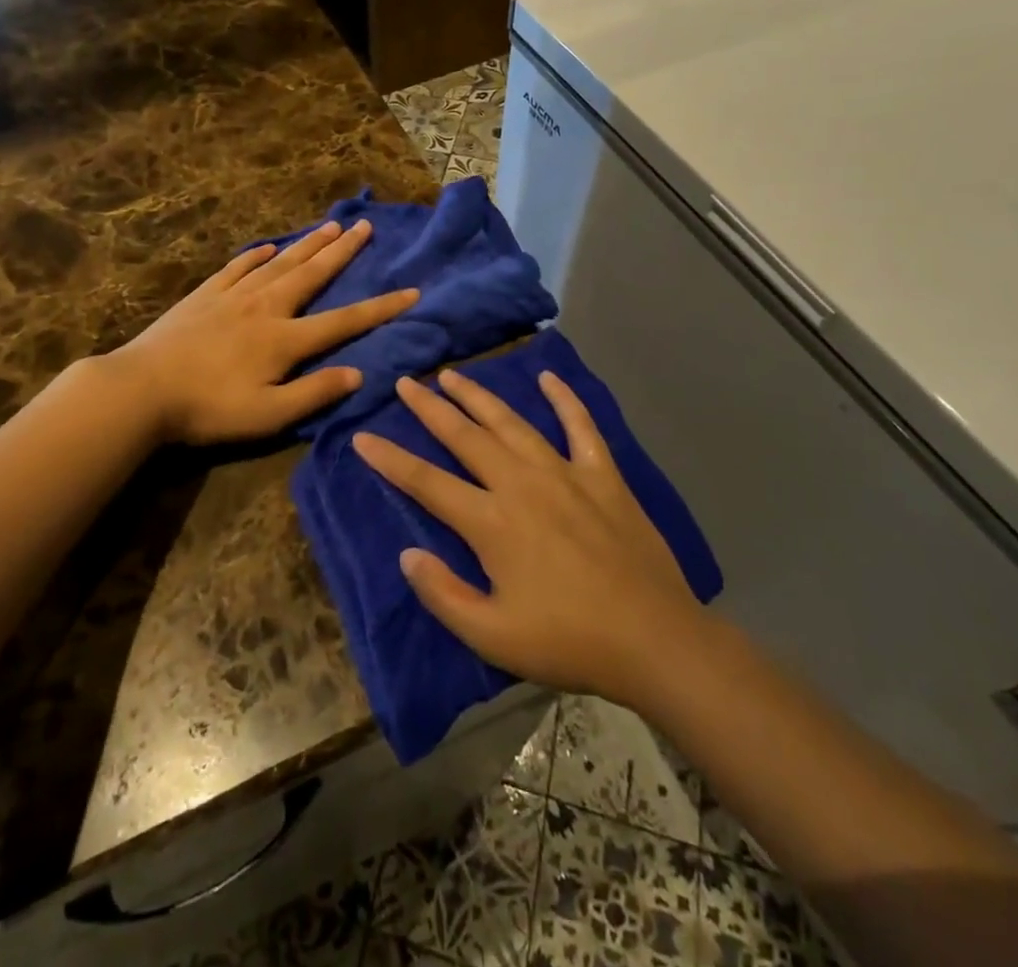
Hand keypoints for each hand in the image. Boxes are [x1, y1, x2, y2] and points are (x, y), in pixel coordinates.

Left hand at [110, 219, 418, 445]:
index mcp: (285, 338)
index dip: (381, 307)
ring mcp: (233, 296)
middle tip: (365, 226)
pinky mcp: (205, 295)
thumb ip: (315, 393)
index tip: (412, 291)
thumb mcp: (269, 415)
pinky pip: (238, 267)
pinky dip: (257, 255)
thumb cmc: (209, 408)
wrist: (142, 388)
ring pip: (280, 263)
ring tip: (330, 225)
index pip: (344, 320)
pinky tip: (269, 247)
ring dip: (308, 244)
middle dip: (343, 251)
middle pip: (312, 274)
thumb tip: (359, 373)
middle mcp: (266, 307)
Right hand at [353, 368, 704, 707]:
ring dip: (479, 396)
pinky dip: (564, 400)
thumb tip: (407, 554)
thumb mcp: (494, 637)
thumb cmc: (569, 642)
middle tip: (407, 383)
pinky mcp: (602, 475)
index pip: (426, 482)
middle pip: (465, 437)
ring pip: (512, 423)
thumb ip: (444, 595)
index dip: (389, 459)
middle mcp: (521, 484)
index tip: (362, 437)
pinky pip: (580, 427)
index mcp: (491, 523)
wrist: (655, 640)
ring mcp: (564, 473)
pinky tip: (548, 378)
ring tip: (453, 375)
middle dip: (430, 408)